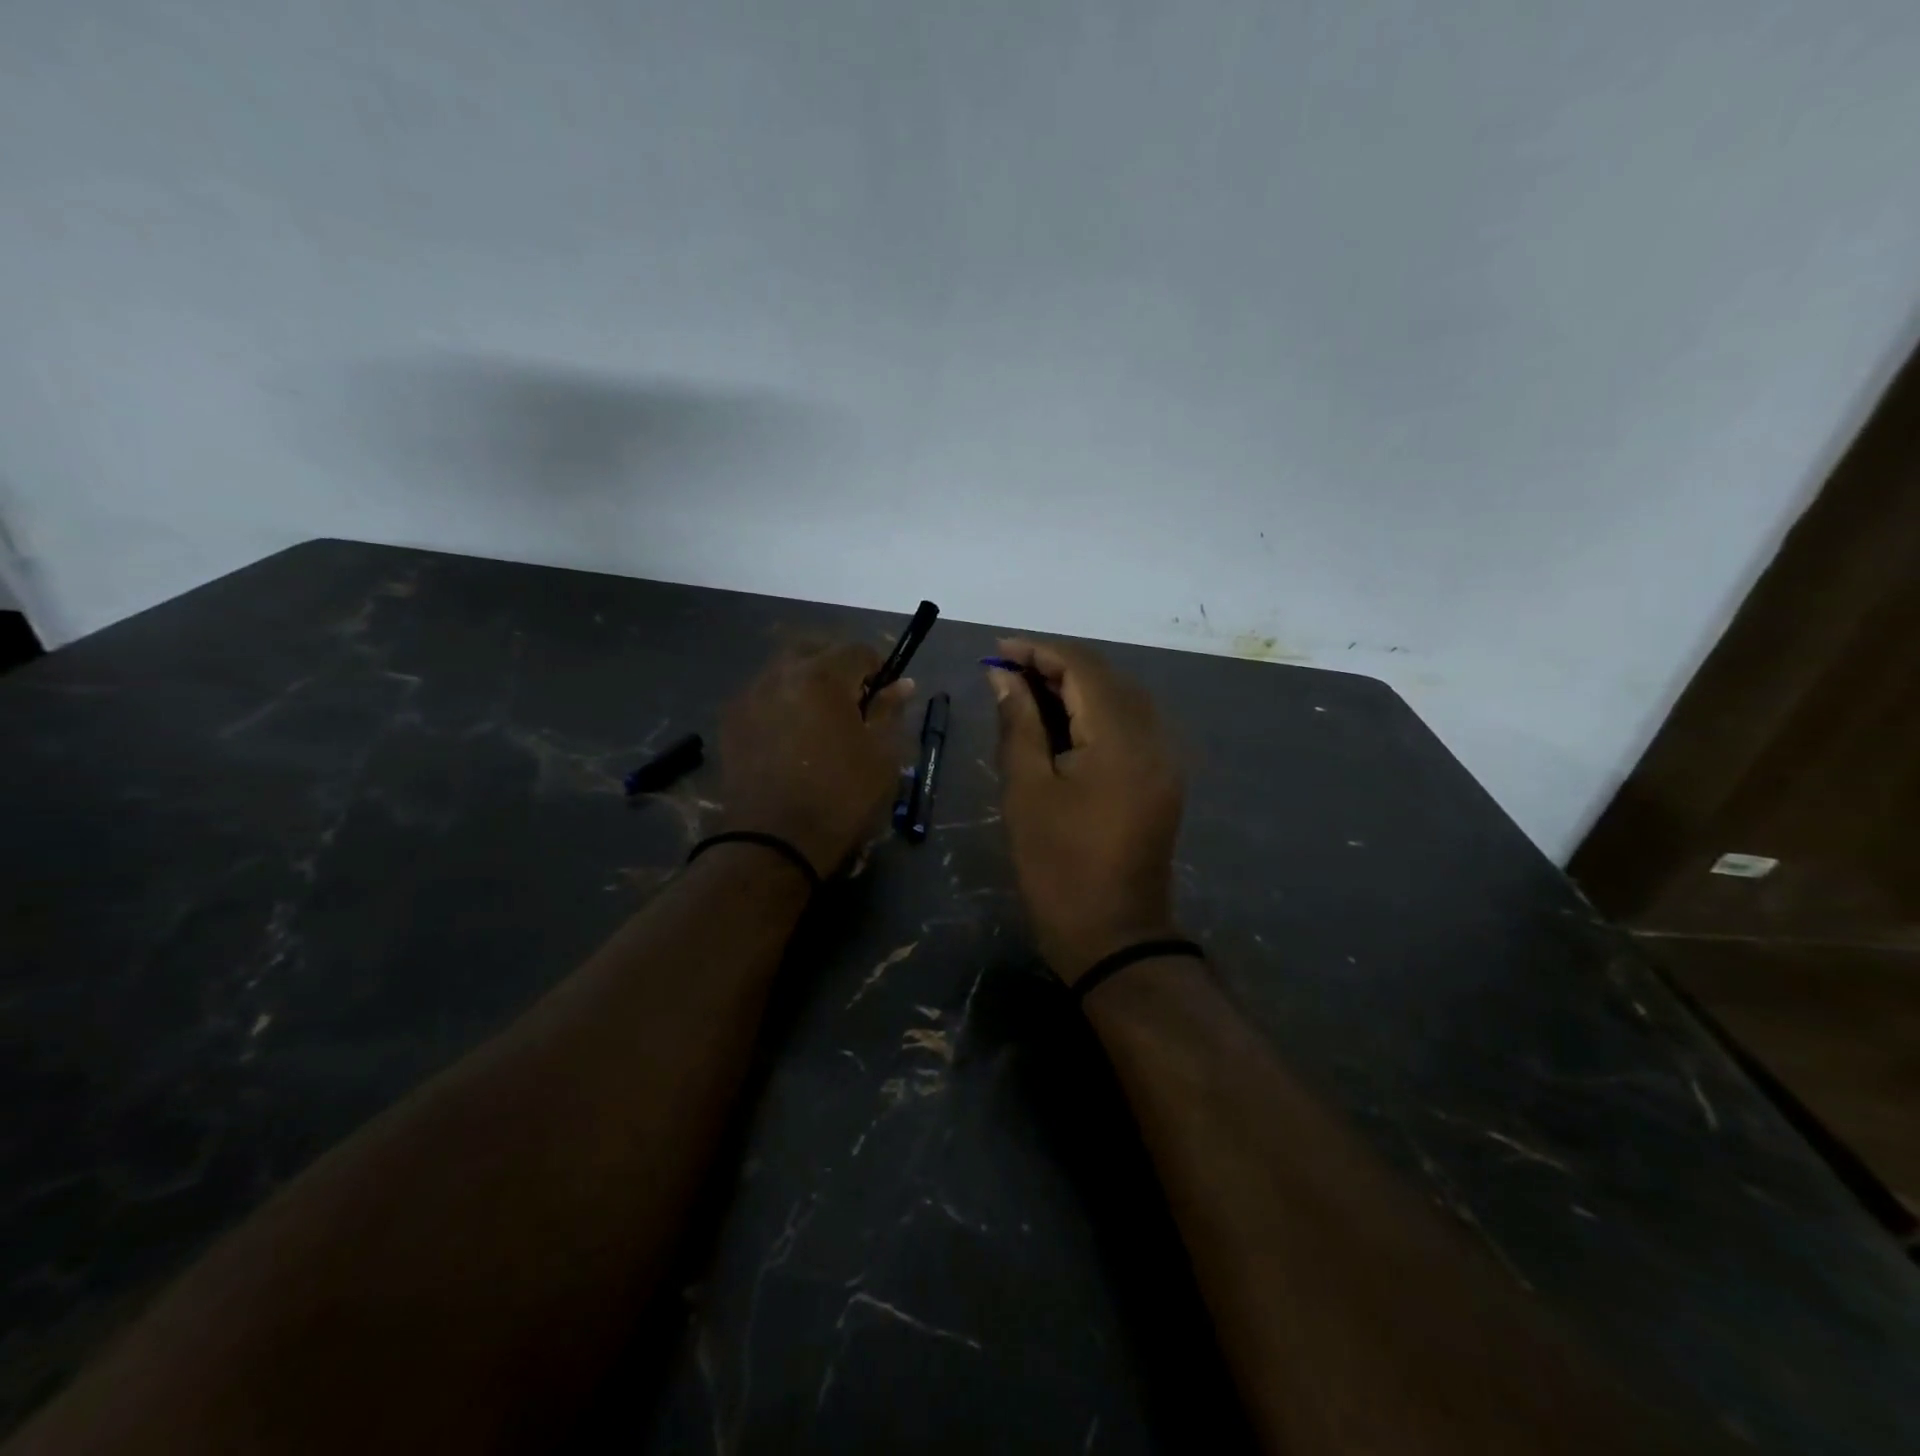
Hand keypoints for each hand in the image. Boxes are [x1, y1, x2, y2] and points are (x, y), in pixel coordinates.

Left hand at [716, 643, 913, 876]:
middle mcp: (780, 674)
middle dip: (837, 667)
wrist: (773, 843)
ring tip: (820, 720)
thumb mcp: (881, 755)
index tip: (886, 695)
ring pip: (784, 670)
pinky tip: (791, 736)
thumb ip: (890, 711)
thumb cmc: (840, 797)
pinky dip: (781, 703)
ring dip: (806, 682)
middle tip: (853, 702)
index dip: (879, 669)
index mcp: (822, 676)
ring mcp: (749, 696)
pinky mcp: (730, 722)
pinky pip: (762, 695)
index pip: (858, 650)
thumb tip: (902, 684)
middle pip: (814, 650)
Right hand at [987, 638, 1185, 982]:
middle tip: (1006, 674)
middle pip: (1106, 677)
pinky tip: (1059, 724)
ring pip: (1119, 699)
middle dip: (1055, 666)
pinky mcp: (1162, 777)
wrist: (1113, 936)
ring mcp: (1164, 758)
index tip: (997, 651)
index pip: (1083, 667)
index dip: (1038, 651)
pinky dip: (1093, 714)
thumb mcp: (1026, 791)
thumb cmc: (1058, 866)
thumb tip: (1004, 677)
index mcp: (1121, 738)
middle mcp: (1154, 736)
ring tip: (1025, 694)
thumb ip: (1018, 724)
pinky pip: (1129, 726)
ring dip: (1074, 689)